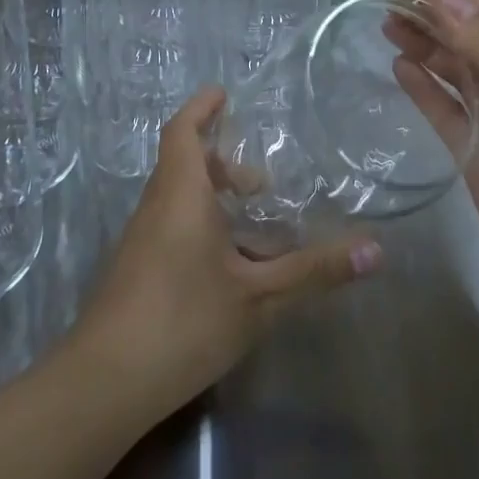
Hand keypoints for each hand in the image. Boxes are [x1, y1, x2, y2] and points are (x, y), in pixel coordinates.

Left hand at [70, 87, 383, 420]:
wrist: (102, 385)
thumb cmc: (183, 321)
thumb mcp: (259, 297)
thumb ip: (315, 271)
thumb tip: (376, 249)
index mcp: (181, 195)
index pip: (183, 132)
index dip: (201, 108)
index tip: (223, 93)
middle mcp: (156, 208)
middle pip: (184, 165)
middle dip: (222, 164)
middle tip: (261, 185)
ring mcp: (140, 242)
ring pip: (178, 200)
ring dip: (214, 200)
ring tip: (256, 228)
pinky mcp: (135, 272)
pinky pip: (172, 228)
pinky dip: (202, 228)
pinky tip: (229, 268)